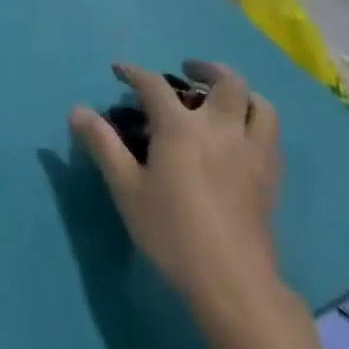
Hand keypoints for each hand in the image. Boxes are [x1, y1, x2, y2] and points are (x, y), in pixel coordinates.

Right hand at [70, 62, 281, 306]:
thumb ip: (103, 145)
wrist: (231, 281)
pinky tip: (240, 135)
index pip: (154, 85)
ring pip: (260, 104)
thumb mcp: (126, 188)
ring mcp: (252, 151)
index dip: (134, 72)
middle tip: (187, 70)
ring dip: (240, 92)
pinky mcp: (270, 176)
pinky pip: (271, 134)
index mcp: (181, 129)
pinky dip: (255, 120)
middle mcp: (221, 129)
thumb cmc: (171, 232)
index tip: (119, 70)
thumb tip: (78, 111)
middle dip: (205, 68)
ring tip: (221, 98)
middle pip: (227, 82)